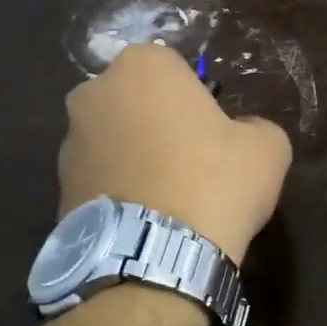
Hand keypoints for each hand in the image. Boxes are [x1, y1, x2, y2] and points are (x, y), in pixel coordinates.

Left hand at [60, 45, 291, 262]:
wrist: (156, 259)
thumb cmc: (215, 183)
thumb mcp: (268, 148)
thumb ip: (256, 126)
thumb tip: (242, 133)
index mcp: (143, 66)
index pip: (175, 69)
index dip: (198, 100)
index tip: (214, 133)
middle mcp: (94, 93)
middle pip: (137, 101)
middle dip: (158, 123)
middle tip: (191, 162)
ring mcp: (69, 142)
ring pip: (114, 140)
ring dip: (135, 158)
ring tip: (167, 199)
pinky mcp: (58, 188)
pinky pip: (99, 179)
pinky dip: (119, 191)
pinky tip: (145, 221)